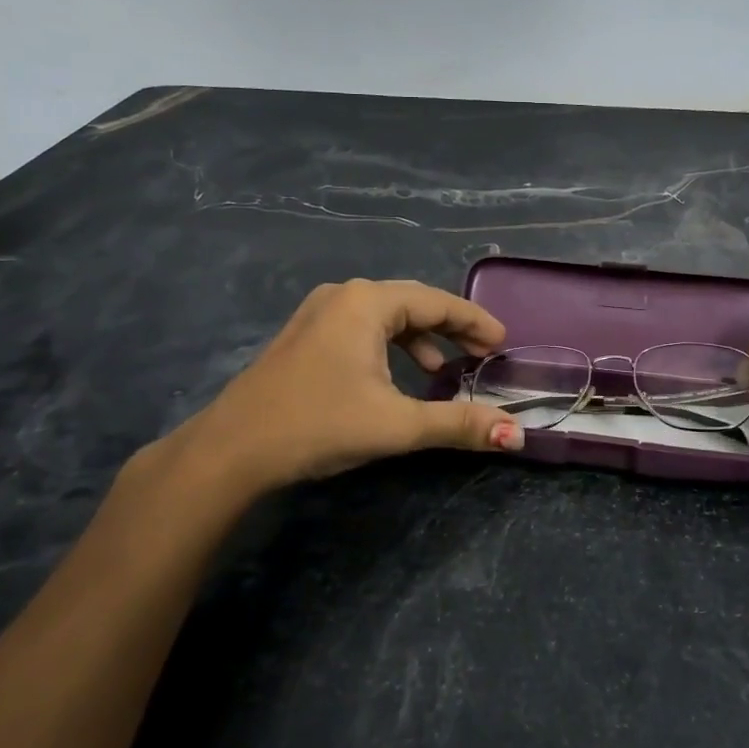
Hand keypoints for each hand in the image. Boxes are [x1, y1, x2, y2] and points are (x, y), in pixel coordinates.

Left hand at [145, 279, 523, 506]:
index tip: (503, 341)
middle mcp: (343, 296)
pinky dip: (390, 346)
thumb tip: (516, 434)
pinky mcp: (305, 335)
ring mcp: (318, 313)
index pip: (437, 302)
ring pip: (386, 316)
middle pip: (412, 303)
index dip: (475, 321)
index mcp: (366, 303)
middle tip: (483, 353)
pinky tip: (396, 376)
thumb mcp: (396, 425)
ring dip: (420, 339)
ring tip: (445, 368)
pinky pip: (362, 328)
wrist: (232, 451)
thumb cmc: (319, 425)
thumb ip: (458, 424)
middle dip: (451, 328)